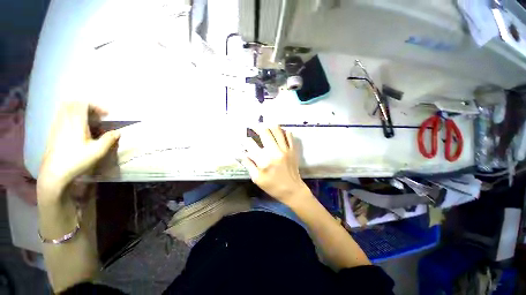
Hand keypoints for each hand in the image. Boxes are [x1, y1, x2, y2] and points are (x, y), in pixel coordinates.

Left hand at [38, 102, 119, 198]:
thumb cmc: (77, 161)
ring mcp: (56, 126)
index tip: (107, 114)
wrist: (54, 172)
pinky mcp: (52, 132)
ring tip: (88, 119)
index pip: (83, 104)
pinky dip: (70, 115)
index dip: (96, 106)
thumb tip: (118, 132)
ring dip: (77, 109)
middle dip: (86, 105)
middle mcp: (64, 121)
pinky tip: (76, 126)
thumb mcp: (97, 151)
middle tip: (97, 114)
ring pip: (64, 108)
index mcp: (76, 123)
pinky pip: (60, 116)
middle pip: (72, 103)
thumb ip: (109, 139)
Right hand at [241, 126, 309, 204]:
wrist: (293, 190)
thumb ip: (248, 164)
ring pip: (277, 130)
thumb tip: (239, 154)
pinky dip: (282, 131)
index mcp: (264, 161)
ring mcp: (285, 149)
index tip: (243, 140)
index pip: (250, 144)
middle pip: (264, 132)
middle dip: (256, 126)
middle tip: (252, 126)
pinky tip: (277, 132)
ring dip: (269, 125)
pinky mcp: (293, 150)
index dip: (244, 141)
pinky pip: (288, 135)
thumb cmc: (273, 187)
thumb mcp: (257, 179)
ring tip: (264, 126)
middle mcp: (275, 152)